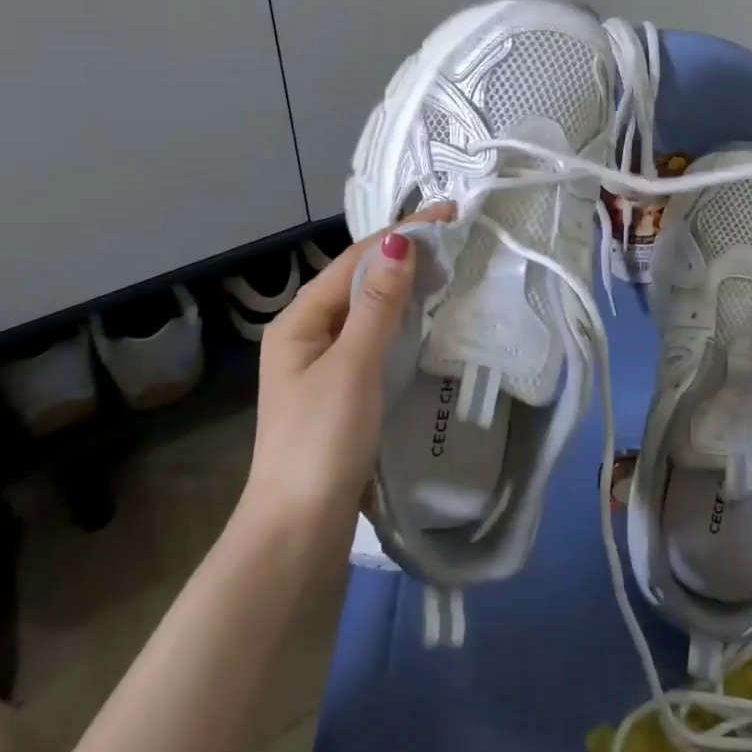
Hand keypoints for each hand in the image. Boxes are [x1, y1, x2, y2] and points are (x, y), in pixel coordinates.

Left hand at [237, 206, 453, 551]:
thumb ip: (378, 304)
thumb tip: (400, 241)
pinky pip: (374, 338)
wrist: (296, 536)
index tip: (448, 215)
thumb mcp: (353, 366)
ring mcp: (323, 364)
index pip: (356, 260)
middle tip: (454, 238)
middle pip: (360, 280)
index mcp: (299, 321)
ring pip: (369, 309)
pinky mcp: (341, 390)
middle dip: (404, 255)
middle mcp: (307, 334)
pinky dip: (401, 319)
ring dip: (404, 285)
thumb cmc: (321, 442)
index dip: (402, 233)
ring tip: (447, 267)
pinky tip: (425, 318)